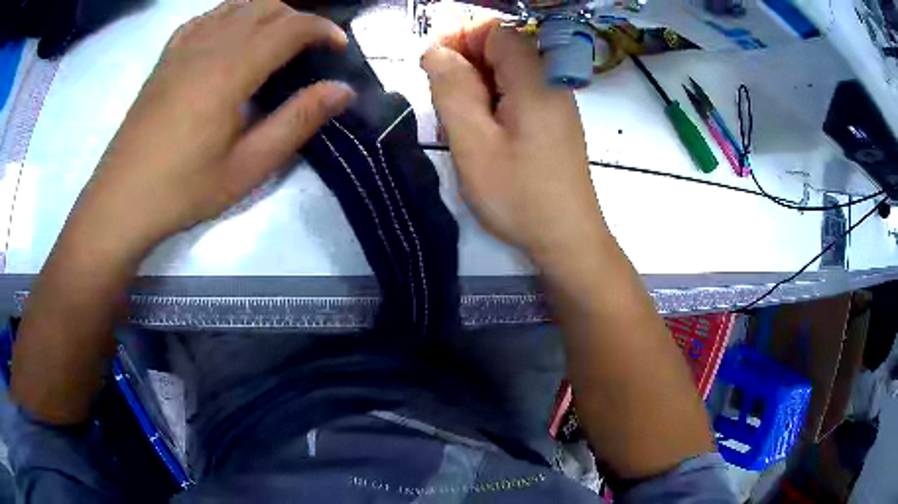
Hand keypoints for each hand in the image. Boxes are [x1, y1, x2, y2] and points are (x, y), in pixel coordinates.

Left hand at [74, 0, 354, 254]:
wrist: (121, 201)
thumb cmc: (184, 189)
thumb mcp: (248, 167)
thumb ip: (297, 121)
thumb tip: (342, 90)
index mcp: (231, 69)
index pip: (290, 26)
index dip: (323, 28)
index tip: (339, 47)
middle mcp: (209, 45)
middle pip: (266, 5)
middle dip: (298, 17)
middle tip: (310, 46)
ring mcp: (183, 47)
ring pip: (236, 5)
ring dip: (266, 11)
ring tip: (276, 37)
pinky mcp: (166, 58)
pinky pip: (204, 18)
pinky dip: (229, 15)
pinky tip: (231, 35)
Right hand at [421, 21, 602, 259]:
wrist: (568, 239)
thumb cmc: (519, 195)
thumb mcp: (473, 141)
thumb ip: (451, 88)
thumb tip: (436, 51)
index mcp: (535, 77)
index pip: (495, 30)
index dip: (459, 39)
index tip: (432, 68)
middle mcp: (550, 80)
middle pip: (500, 49)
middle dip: (464, 66)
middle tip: (443, 106)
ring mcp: (554, 101)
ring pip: (505, 73)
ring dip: (474, 89)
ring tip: (458, 127)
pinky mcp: (552, 120)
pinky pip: (516, 94)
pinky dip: (491, 104)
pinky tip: (479, 135)